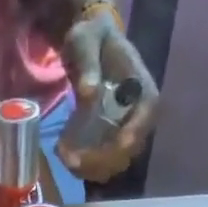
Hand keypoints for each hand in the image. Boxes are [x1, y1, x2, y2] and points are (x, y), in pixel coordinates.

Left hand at [55, 10, 160, 182]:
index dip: (125, 140)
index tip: (99, 152)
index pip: (143, 121)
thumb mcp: (86, 42)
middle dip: (99, 160)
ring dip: (90, 167)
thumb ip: (88, 65)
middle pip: (127, 151)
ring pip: (115, 162)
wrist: (89, 44)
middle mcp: (140, 116)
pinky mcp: (113, 139)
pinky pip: (103, 161)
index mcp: (143, 90)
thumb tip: (89, 92)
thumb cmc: (90, 38)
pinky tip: (66, 155)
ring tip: (64, 156)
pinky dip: (86, 165)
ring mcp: (127, 130)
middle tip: (68, 158)